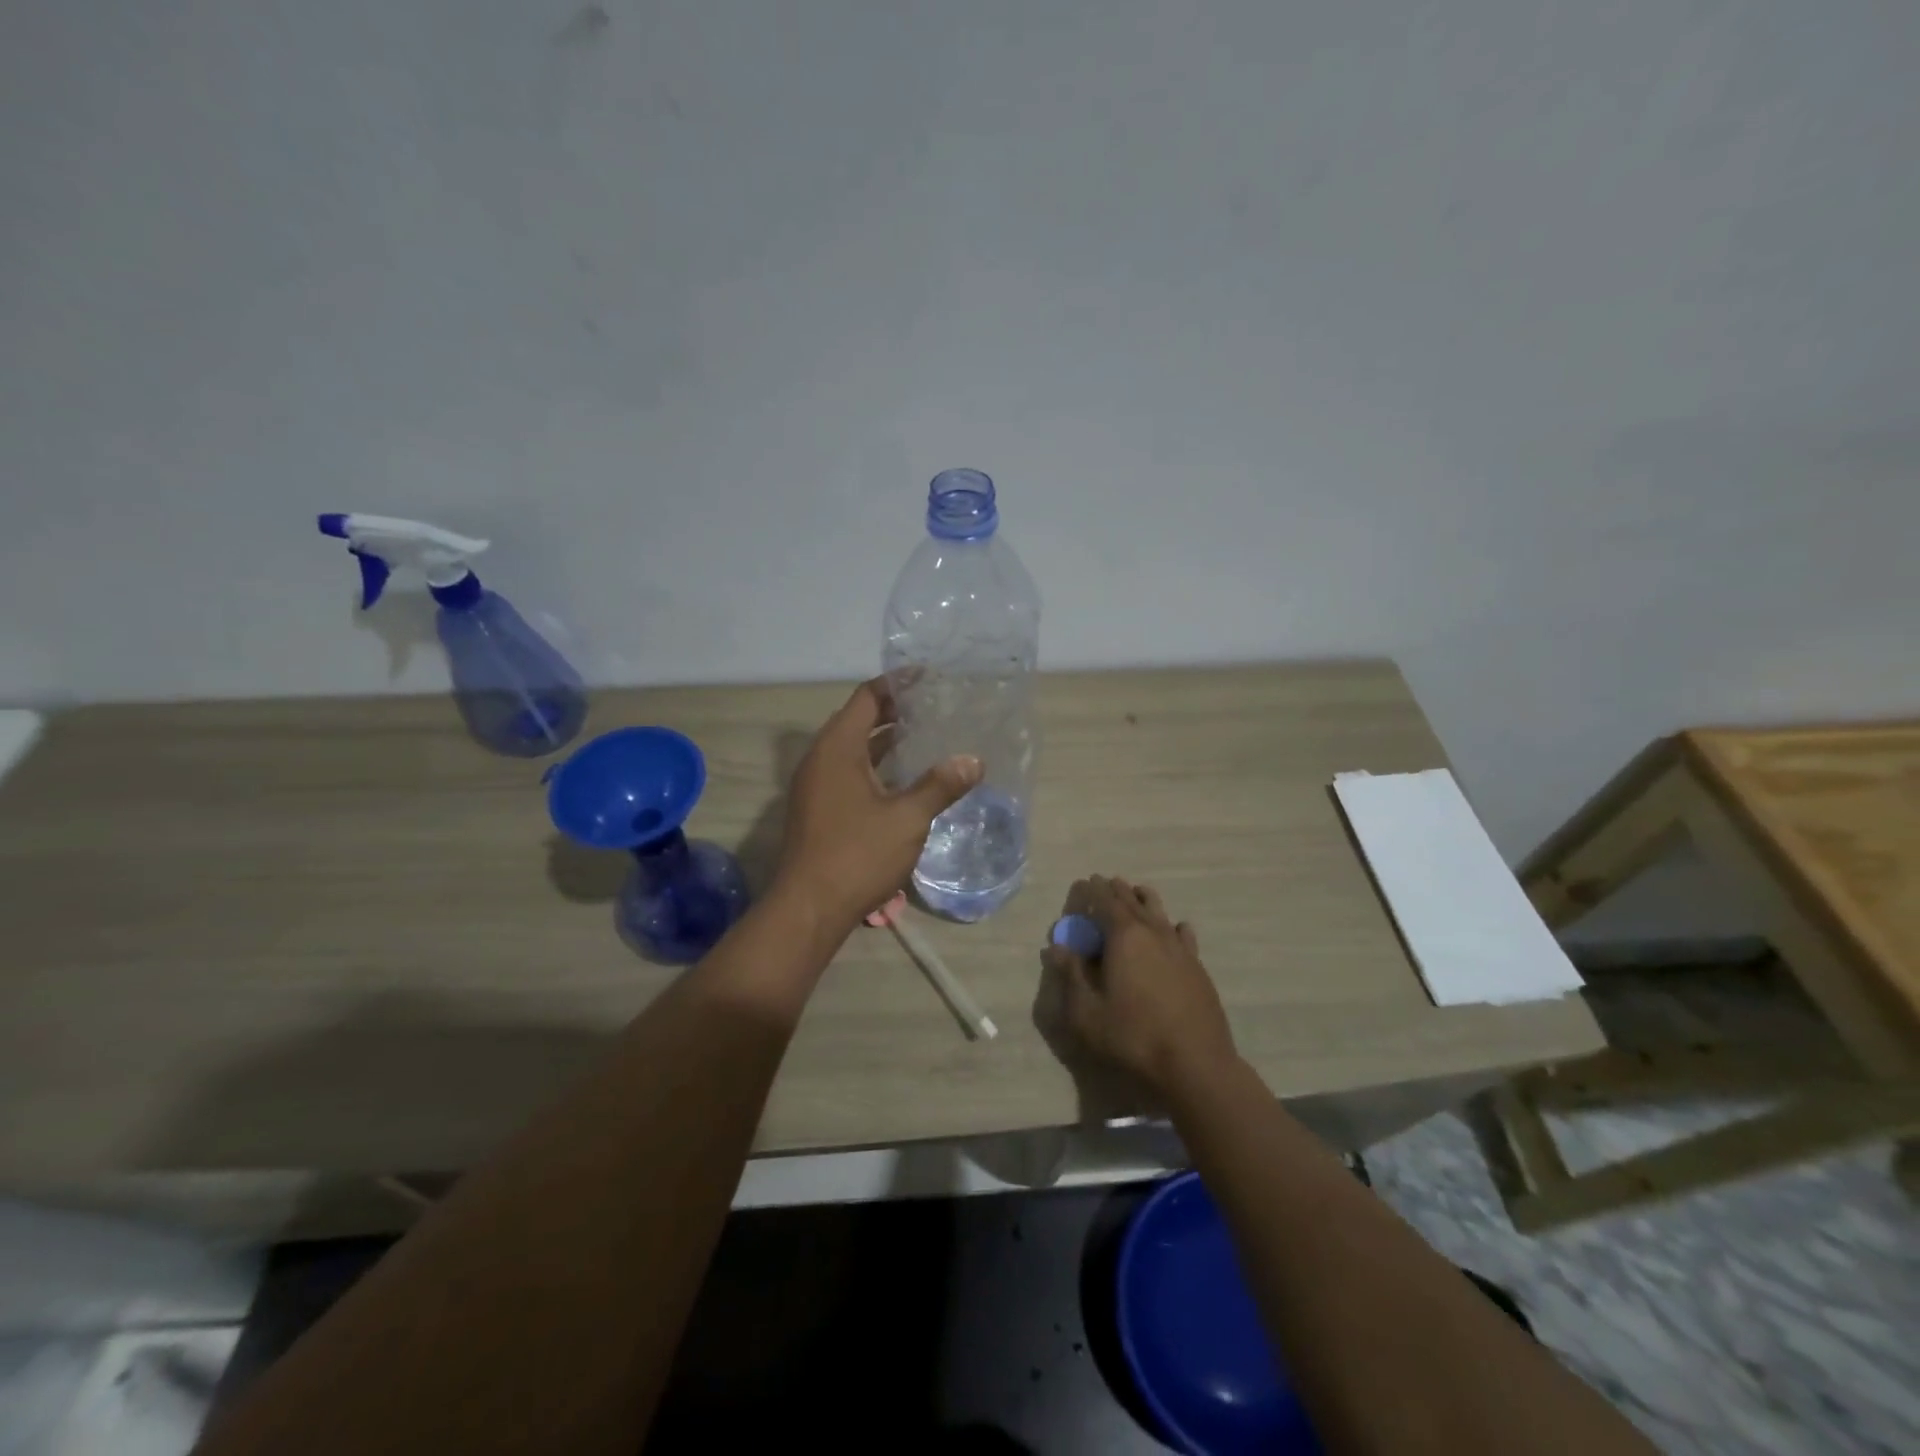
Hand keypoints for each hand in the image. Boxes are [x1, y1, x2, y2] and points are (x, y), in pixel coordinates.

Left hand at [774, 678, 981, 930]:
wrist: (808, 909)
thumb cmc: (857, 855)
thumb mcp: (907, 819)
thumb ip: (940, 786)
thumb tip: (973, 761)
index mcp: (837, 749)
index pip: (867, 698)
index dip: (897, 684)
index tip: (928, 677)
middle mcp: (821, 759)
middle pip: (858, 720)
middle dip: (894, 711)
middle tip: (934, 707)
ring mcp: (815, 785)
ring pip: (853, 749)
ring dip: (885, 741)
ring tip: (926, 737)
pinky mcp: (818, 808)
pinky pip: (848, 772)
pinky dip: (875, 766)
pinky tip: (904, 779)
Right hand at [1040, 876, 1236, 1096]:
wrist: (1196, 1064)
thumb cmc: (1133, 1037)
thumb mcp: (1087, 1013)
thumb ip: (1070, 976)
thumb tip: (1056, 948)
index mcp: (1124, 937)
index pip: (1105, 902)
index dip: (1093, 890)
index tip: (1085, 881)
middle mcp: (1153, 932)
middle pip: (1132, 901)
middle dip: (1117, 890)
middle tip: (1106, 882)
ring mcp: (1179, 948)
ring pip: (1160, 912)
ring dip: (1144, 900)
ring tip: (1137, 893)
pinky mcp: (1197, 967)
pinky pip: (1183, 934)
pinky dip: (1173, 925)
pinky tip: (1175, 928)